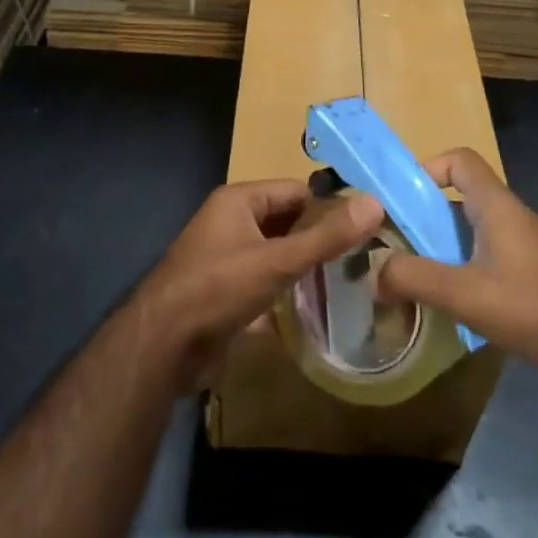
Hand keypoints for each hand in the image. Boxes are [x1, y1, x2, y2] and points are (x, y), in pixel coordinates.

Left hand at [139, 180, 383, 387]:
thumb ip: (326, 236)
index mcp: (238, 201)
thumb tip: (374, 202)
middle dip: (319, 239)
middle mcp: (231, 223)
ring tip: (350, 282)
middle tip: (365, 258)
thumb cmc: (218, 289)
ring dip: (305, 267)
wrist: (162, 346)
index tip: (368, 228)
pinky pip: (265, 282)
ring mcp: (226, 258)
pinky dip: (286, 291)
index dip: (330, 207)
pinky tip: (317, 308)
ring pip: (276, 254)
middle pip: (287, 222)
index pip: (296, 191)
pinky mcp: (225, 292)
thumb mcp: (277, 261)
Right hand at [378, 149, 537, 397]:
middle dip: (425, 217)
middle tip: (395, 244)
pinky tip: (454, 301)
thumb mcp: (463, 293)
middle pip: (462, 198)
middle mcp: (514, 217)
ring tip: (415, 276)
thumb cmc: (532, 307)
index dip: (427, 167)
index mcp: (498, 207)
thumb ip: (413, 278)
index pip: (460, 160)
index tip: (399, 199)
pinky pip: (490, 256)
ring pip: (474, 231)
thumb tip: (372, 274)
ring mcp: (528, 246)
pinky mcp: (535, 274)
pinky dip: (465, 268)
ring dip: (443, 247)